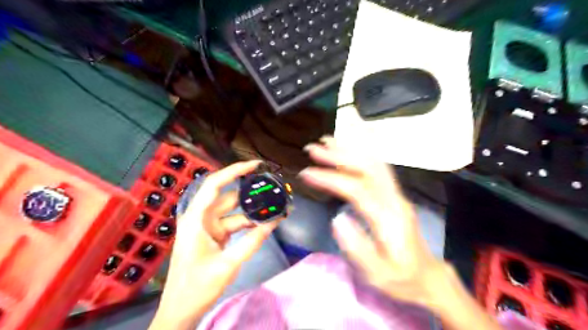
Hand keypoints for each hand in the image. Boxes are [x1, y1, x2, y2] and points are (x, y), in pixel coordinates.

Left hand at [151, 160, 279, 329]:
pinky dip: (249, 223)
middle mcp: (201, 218)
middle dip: (251, 194)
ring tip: (275, 208)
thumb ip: (253, 241)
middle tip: (274, 189)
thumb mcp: (228, 264)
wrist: (181, 311)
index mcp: (196, 219)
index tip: (255, 165)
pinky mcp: (214, 236)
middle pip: (229, 197)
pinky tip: (265, 222)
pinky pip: (234, 223)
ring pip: (234, 212)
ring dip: (253, 211)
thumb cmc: (197, 288)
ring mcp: (208, 227)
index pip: (214, 184)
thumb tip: (275, 222)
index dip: (234, 170)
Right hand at [299, 136, 445, 308]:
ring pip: (374, 163)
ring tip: (326, 141)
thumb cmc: (401, 279)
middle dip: (338, 154)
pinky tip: (347, 152)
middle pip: (367, 167)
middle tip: (312, 148)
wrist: (428, 276)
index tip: (306, 173)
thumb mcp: (378, 274)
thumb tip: (336, 219)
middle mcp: (394, 199)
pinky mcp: (394, 195)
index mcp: (388, 218)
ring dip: (349, 150)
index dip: (330, 178)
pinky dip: (360, 155)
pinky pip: (377, 168)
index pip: (356, 189)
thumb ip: (357, 248)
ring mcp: (396, 194)